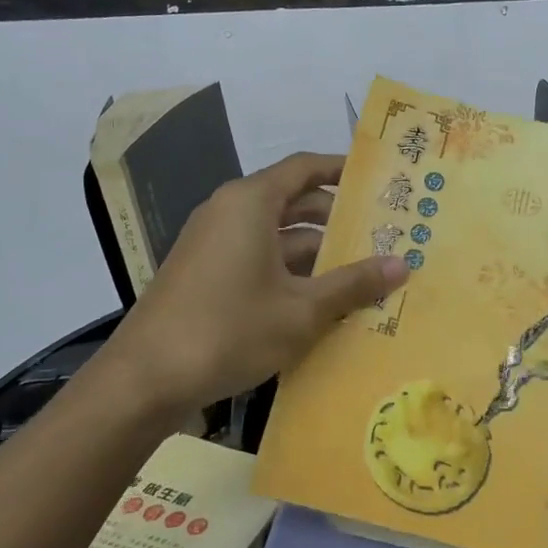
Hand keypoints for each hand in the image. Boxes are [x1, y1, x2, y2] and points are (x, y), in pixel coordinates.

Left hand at [106, 152, 407, 408]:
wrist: (144, 380)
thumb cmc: (229, 330)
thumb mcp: (301, 310)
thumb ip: (353, 284)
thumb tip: (402, 265)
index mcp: (251, 203)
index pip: (305, 168)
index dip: (342, 170)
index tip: (378, 181)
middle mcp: (229, 212)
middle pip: (293, 201)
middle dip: (337, 218)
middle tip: (382, 233)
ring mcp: (213, 244)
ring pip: (276, 234)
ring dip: (316, 251)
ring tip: (361, 271)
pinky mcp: (205, 274)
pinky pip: (257, 257)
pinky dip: (289, 270)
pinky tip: (320, 300)